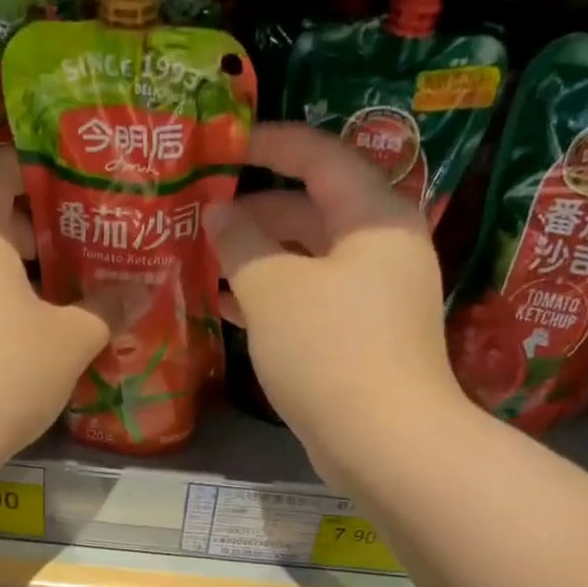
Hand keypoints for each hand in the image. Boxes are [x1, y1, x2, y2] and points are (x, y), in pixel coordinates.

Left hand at [0, 147, 116, 459]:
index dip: (32, 171)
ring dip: (5, 277)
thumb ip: (105, 310)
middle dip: (29, 235)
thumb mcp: (69, 343)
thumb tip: (138, 292)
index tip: (69, 195)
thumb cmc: (3, 373)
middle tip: (73, 260)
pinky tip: (8, 344)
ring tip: (47, 308)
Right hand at [207, 123, 473, 481]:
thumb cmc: (329, 351)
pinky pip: (314, 300)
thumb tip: (219, 213)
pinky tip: (231, 308)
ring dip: (261, 258)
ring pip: (310, 260)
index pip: (321, 157)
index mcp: (374, 217)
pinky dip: (276, 298)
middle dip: (258, 210)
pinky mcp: (364, 339)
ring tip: (207, 261)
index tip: (224, 146)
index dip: (271, 144)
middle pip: (315, 209)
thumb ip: (241, 242)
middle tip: (203, 215)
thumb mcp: (274, 289)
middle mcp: (383, 249)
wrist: (384, 442)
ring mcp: (377, 298)